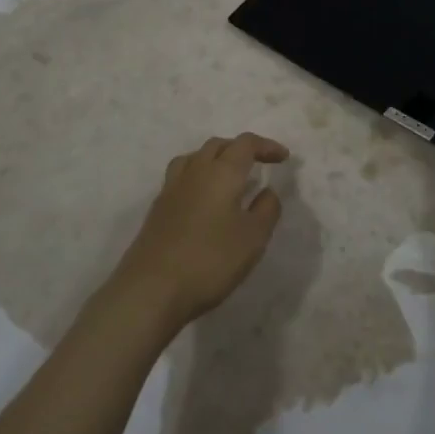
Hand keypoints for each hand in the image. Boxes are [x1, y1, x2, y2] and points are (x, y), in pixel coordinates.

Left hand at [111, 132, 287, 332]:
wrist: (151, 289)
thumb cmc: (210, 260)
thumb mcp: (253, 238)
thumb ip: (266, 210)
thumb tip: (267, 191)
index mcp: (222, 172)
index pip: (246, 144)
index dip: (266, 146)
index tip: (283, 158)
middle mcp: (195, 171)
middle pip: (218, 145)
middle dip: (241, 149)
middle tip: (258, 164)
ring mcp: (172, 188)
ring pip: (195, 157)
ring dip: (215, 159)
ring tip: (227, 177)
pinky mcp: (157, 208)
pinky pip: (181, 177)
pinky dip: (198, 177)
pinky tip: (203, 200)